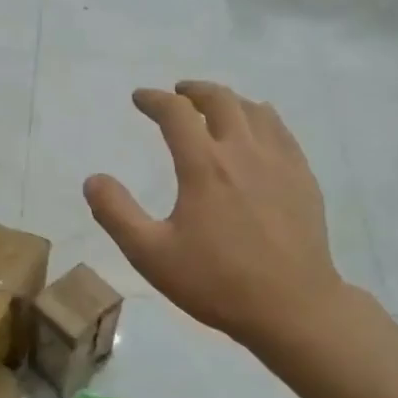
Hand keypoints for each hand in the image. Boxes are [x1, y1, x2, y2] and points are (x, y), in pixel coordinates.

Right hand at [83, 82, 350, 352]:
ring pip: (255, 110)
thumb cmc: (216, 282)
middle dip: (193, 91)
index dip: (153, 100)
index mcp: (204, 165)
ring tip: (215, 108)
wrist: (292, 307)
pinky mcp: (303, 177)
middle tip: (177, 94)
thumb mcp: (151, 255)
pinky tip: (257, 133)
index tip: (139, 98)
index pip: (175, 113)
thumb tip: (93, 179)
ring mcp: (280, 161)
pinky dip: (261, 119)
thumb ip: (116, 213)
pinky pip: (281, 131)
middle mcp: (244, 151)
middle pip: (219, 99)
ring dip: (228, 101)